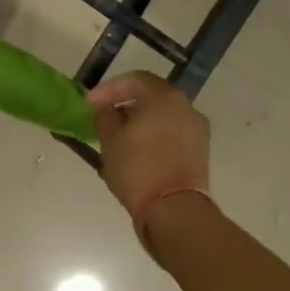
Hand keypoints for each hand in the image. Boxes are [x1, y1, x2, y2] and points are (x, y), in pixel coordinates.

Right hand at [88, 71, 212, 242]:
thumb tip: (106, 109)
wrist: (174, 210)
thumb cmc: (138, 169)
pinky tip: (137, 152)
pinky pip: (172, 135)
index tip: (89, 104)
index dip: (109, 89)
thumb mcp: (110, 141)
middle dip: (126, 105)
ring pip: (163, 117)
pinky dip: (154, 136)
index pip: (134, 80)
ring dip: (141, 122)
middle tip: (104, 117)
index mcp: (164, 98)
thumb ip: (105, 117)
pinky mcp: (199, 152)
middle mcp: (186, 107)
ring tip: (119, 137)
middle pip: (152, 97)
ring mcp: (197, 130)